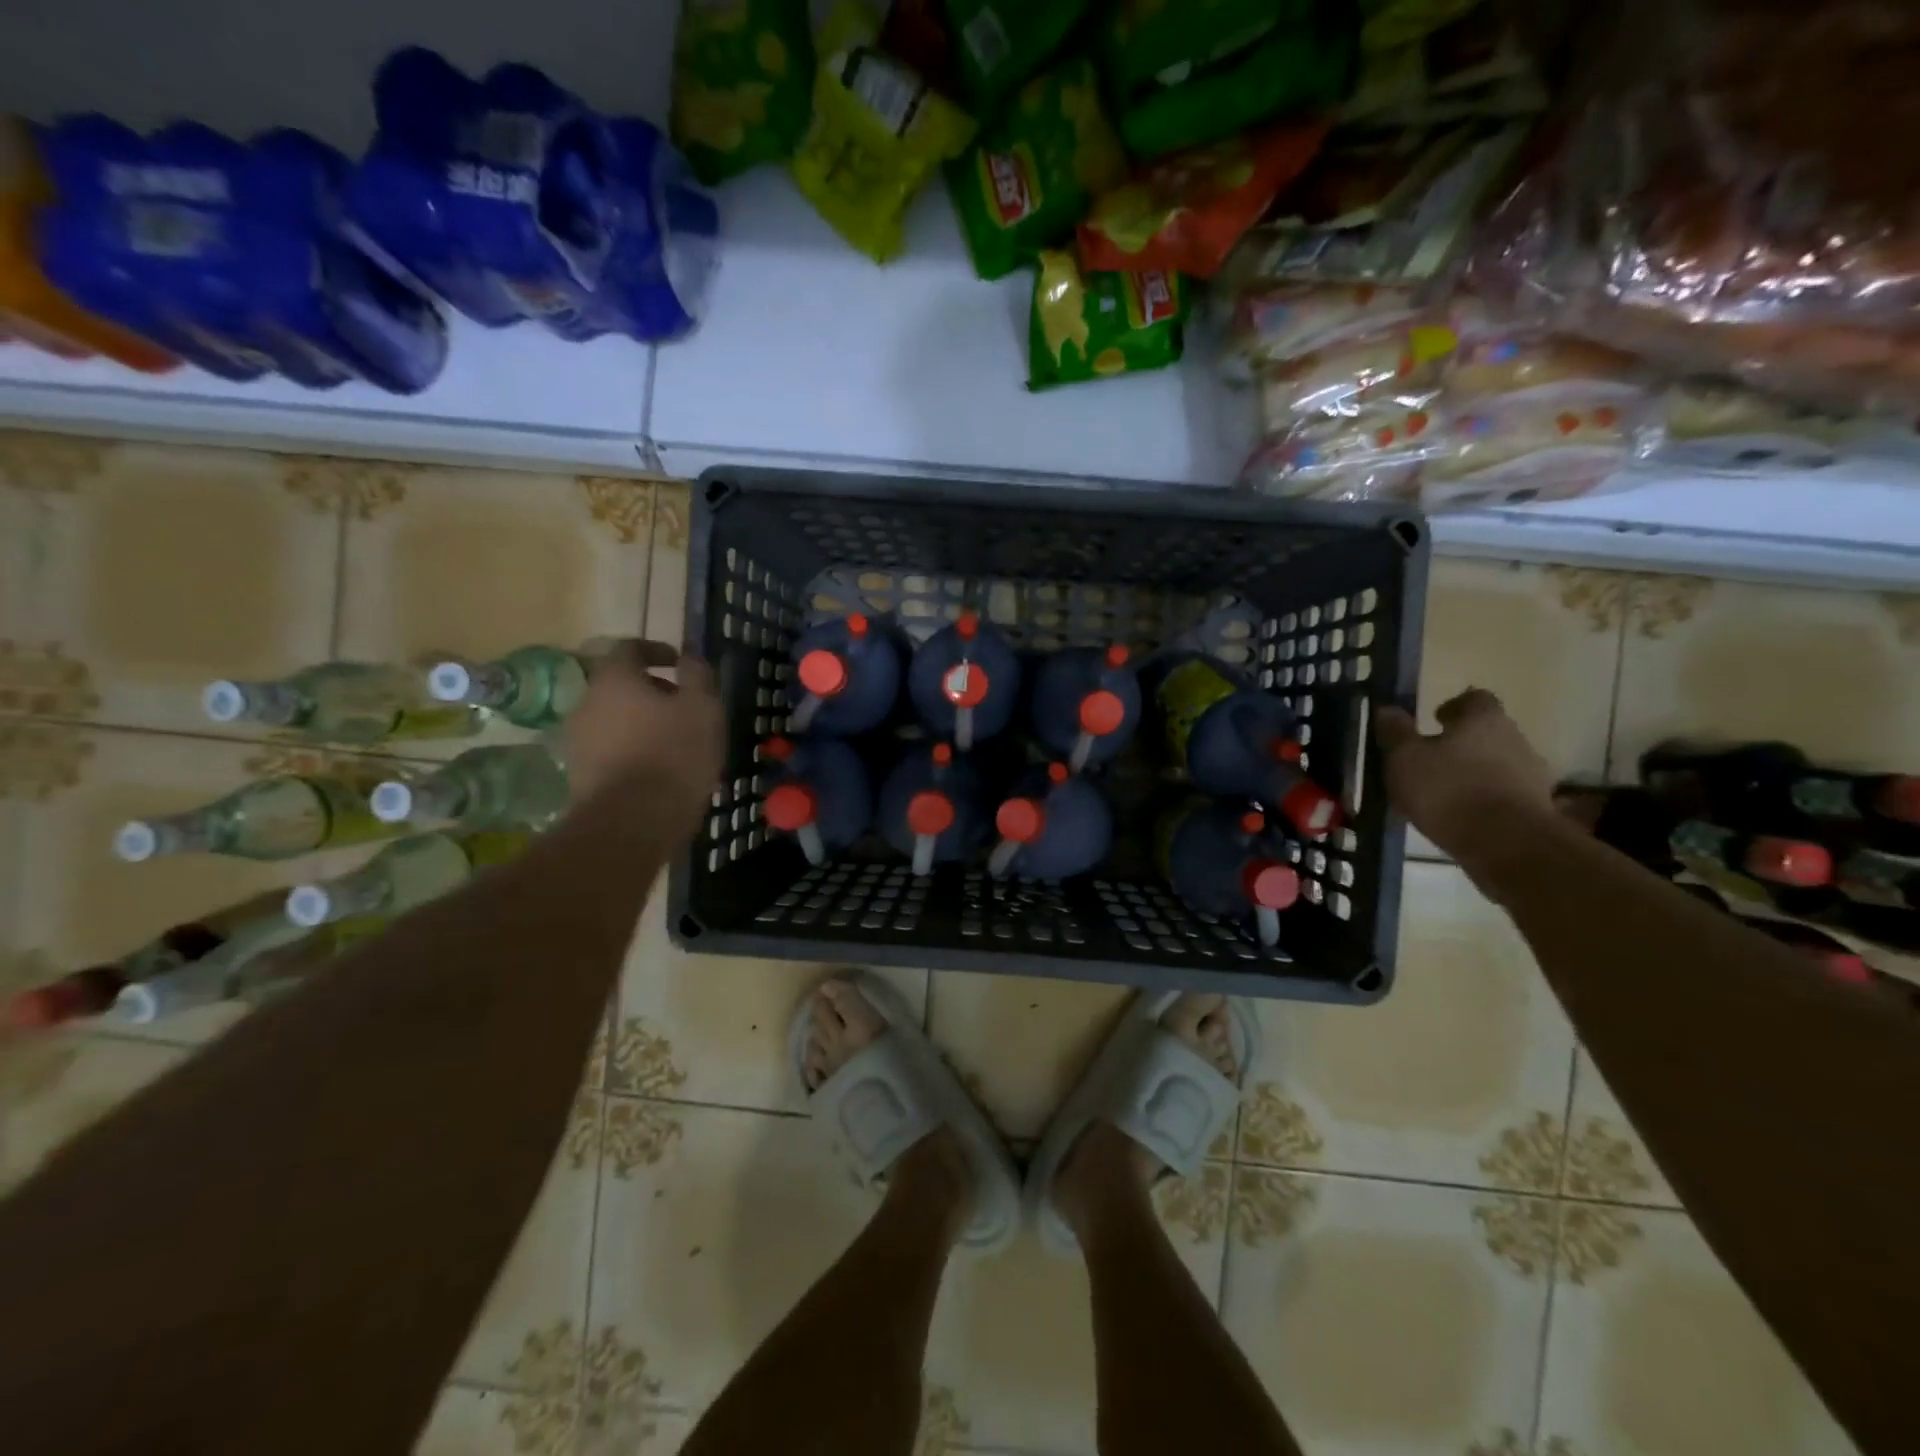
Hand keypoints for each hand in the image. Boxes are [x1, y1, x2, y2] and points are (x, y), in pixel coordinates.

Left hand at [564, 641, 723, 834]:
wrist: (633, 821)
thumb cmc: (674, 754)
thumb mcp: (703, 708)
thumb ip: (697, 675)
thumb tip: (690, 655)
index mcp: (615, 679)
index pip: (630, 648)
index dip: (656, 650)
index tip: (679, 662)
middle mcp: (587, 702)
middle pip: (619, 685)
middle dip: (651, 691)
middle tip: (684, 706)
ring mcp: (578, 740)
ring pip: (614, 718)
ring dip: (641, 722)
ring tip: (675, 742)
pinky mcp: (579, 774)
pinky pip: (609, 749)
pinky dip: (632, 749)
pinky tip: (658, 769)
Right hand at [1375, 689, 1557, 870]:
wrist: (1506, 844)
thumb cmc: (1448, 790)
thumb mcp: (1405, 759)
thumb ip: (1396, 732)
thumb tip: (1387, 709)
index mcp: (1484, 719)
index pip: (1474, 698)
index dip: (1454, 707)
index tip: (1435, 720)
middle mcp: (1515, 738)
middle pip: (1487, 732)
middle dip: (1462, 742)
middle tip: (1431, 758)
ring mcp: (1531, 774)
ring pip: (1497, 763)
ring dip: (1474, 772)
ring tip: (1443, 792)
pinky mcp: (1536, 807)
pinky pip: (1504, 793)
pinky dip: (1485, 798)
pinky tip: (1461, 815)